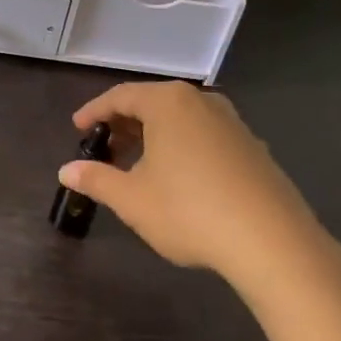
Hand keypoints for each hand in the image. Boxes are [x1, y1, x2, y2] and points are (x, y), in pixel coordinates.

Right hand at [60, 81, 340, 301]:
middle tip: (104, 148)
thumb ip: (96, 180)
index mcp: (168, 103)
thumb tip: (66, 171)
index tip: (78, 129)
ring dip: (153, 136)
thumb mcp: (131, 199)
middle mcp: (202, 102)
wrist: (273, 243)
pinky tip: (177, 178)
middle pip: (152, 103)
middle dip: (124, 124)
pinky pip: (205, 136)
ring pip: (181, 120)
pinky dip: (182, 147)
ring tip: (137, 165)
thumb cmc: (190, 211)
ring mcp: (233, 124)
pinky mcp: (254, 149)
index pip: (120, 96)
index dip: (94, 112)